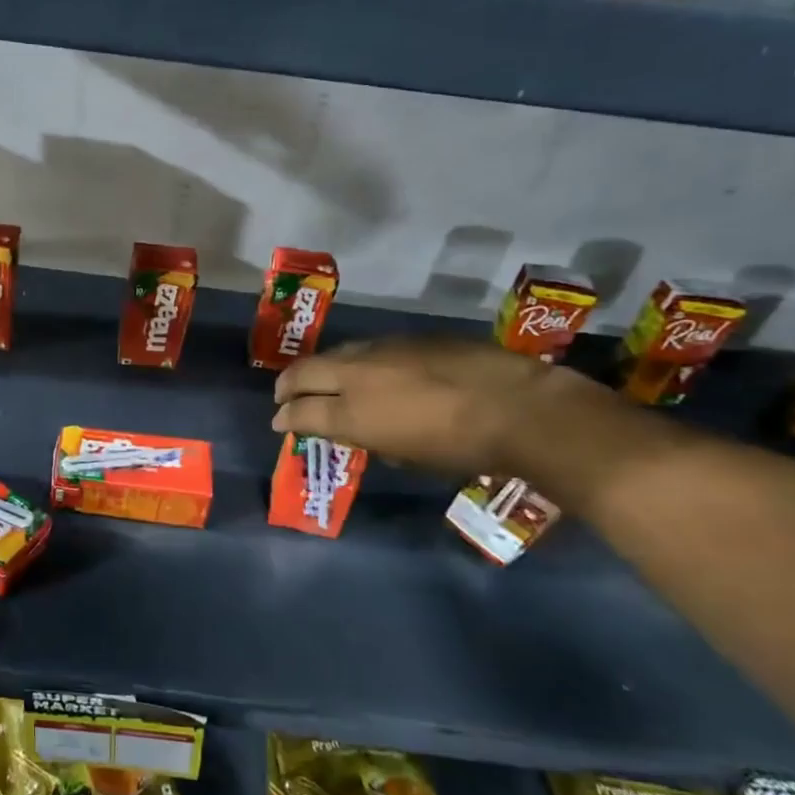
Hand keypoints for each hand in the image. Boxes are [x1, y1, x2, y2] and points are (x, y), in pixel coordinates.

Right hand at [271, 336, 561, 476]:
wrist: (516, 406)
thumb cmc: (461, 449)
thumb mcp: (407, 456)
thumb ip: (372, 439)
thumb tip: (358, 430)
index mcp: (352, 413)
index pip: (300, 412)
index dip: (285, 418)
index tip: (279, 422)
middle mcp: (356, 375)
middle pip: (303, 373)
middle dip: (287, 386)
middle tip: (283, 396)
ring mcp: (380, 350)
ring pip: (334, 355)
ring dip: (320, 369)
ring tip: (321, 380)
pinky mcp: (406, 338)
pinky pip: (366, 348)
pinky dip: (355, 361)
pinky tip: (369, 371)